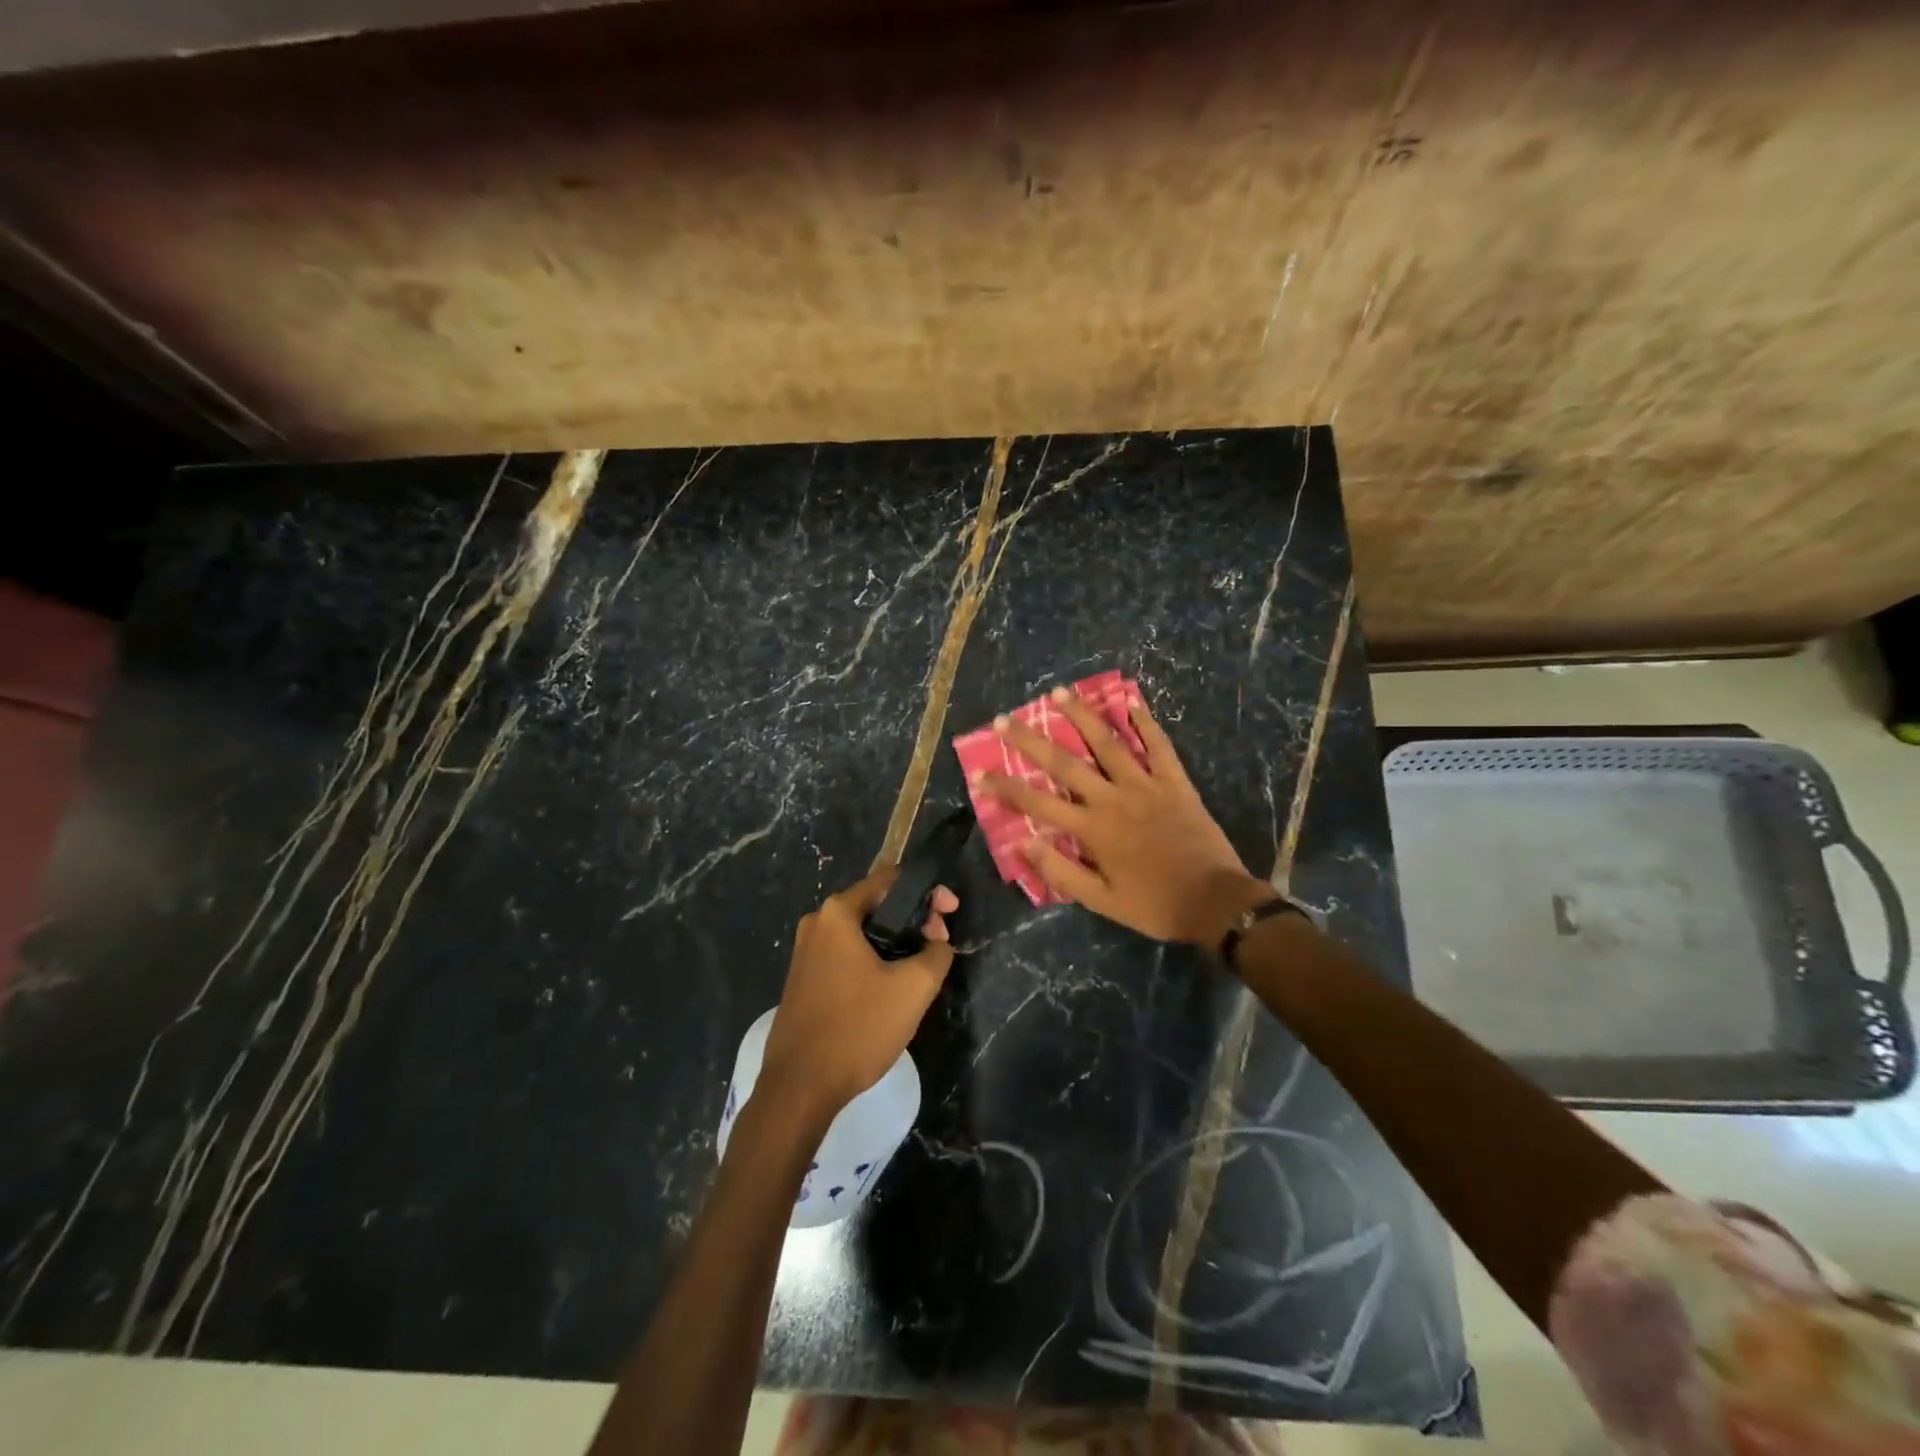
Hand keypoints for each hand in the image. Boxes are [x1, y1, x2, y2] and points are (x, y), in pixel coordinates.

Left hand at [760, 868, 957, 1118]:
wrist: (799, 1088)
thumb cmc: (857, 1028)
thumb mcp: (913, 988)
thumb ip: (937, 953)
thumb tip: (937, 943)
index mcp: (837, 913)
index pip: (891, 880)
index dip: (928, 892)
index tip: (950, 915)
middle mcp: (817, 923)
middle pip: (876, 905)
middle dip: (913, 920)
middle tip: (939, 946)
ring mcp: (806, 953)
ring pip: (863, 934)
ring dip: (895, 943)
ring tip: (921, 969)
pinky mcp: (804, 980)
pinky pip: (847, 956)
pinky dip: (873, 961)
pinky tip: (891, 989)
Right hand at [980, 686, 1272, 945]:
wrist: (1215, 902)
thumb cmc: (1154, 904)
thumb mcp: (1102, 901)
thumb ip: (1061, 872)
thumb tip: (1022, 845)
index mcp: (1093, 830)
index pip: (1038, 804)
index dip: (1006, 787)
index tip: (980, 772)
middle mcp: (1113, 799)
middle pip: (1065, 764)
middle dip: (1031, 740)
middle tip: (1005, 719)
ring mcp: (1146, 785)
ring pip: (1108, 743)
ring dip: (1082, 716)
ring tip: (1059, 692)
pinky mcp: (1174, 782)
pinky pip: (1158, 746)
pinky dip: (1145, 722)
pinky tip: (1131, 701)